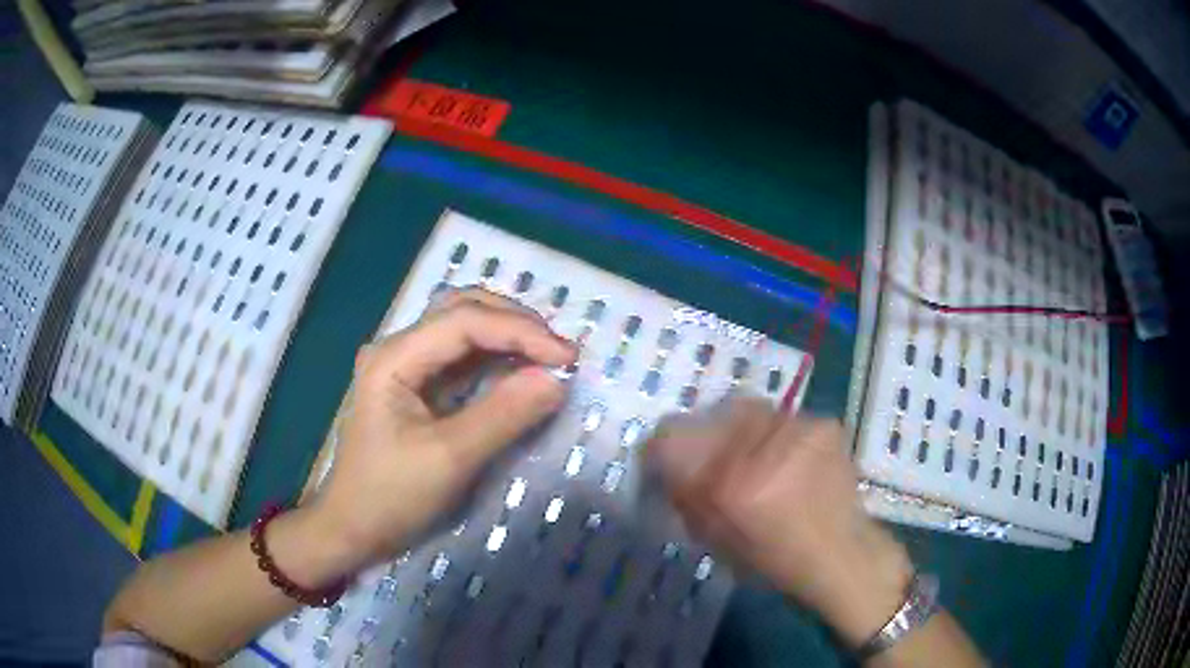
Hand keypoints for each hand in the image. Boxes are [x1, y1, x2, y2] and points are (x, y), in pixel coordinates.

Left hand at [309, 288, 576, 571]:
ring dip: (506, 334)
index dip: (520, 331)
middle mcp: (397, 348)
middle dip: (514, 323)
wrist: (351, 528)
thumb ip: (503, 415)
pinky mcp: (414, 385)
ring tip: (547, 355)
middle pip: (461, 309)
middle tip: (559, 352)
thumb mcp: (450, 459)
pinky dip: (494, 357)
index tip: (568, 358)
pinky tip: (519, 368)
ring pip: (462, 327)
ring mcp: (404, 365)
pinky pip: (460, 357)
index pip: (464, 321)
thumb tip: (557, 380)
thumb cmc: (391, 496)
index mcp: (394, 357)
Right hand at [646, 397, 913, 646]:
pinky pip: (786, 420)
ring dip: (748, 434)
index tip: (665, 456)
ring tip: (765, 462)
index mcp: (730, 484)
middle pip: (715, 412)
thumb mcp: (713, 537)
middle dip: (710, 432)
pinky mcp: (823, 424)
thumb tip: (665, 464)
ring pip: (753, 413)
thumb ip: (685, 496)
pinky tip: (793, 462)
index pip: (672, 436)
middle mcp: (762, 447)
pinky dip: (780, 438)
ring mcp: (798, 430)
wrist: (839, 553)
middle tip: (722, 458)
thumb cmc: (773, 558)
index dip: (662, 444)